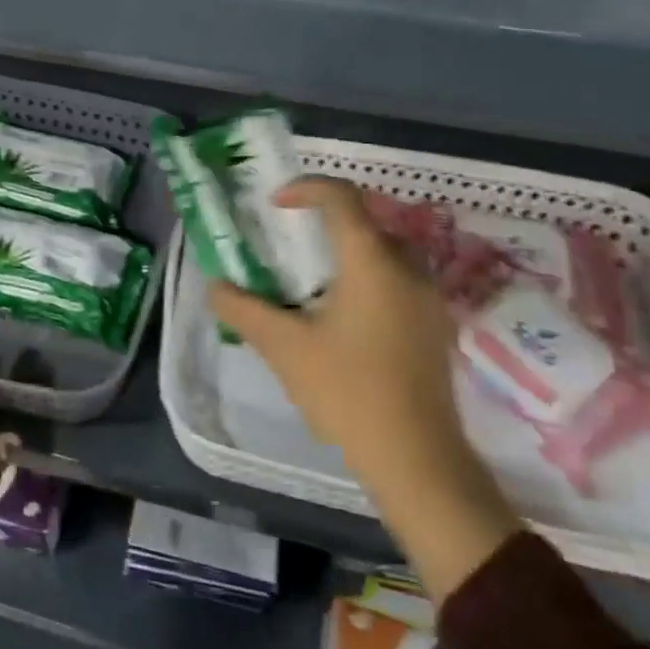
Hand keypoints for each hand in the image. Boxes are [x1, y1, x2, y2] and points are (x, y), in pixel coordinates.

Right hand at [209, 177, 520, 598]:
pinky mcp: (435, 326)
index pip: (342, 197)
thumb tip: (214, 286)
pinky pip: (398, 280)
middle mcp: (407, 268)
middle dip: (325, 222)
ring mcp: (428, 298)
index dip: (306, 188)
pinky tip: (343, 317)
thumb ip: (243, 309)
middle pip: (365, 221)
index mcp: (371, 261)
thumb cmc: (348, 392)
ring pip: (384, 251)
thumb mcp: (284, 348)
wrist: (418, 460)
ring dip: (347, 251)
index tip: (275, 205)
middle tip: (289, 243)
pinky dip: (368, 277)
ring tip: (311, 281)